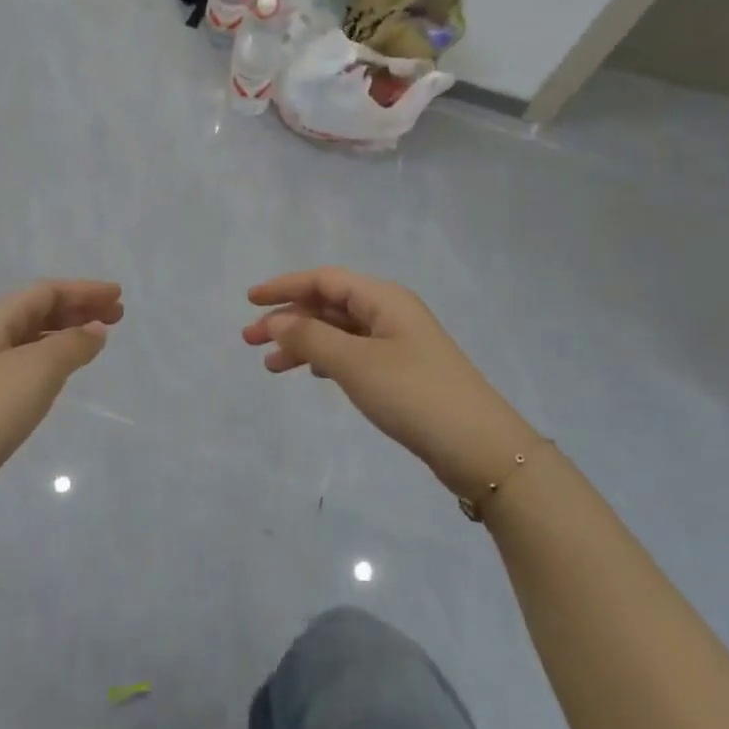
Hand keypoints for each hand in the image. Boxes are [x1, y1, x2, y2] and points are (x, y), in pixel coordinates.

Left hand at [0, 280, 122, 542]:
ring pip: (27, 341)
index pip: (44, 292)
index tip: (117, 296)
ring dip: (63, 335)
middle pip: (35, 313)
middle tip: (115, 318)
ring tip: (93, 344)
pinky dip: (47, 362)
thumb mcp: (38, 370)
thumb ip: (72, 344)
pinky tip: (58, 377)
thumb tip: (96, 330)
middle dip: (76, 310)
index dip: (83, 290)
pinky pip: (19, 368)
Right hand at [244, 268, 543, 498]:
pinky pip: (353, 352)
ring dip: (303, 342)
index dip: (284, 287)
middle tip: (249, 341)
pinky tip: (311, 373)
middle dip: (288, 318)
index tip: (249, 301)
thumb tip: (276, 321)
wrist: (480, 448)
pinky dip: (326, 358)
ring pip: (339, 331)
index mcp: (383, 298)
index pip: (324, 279)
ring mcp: (398, 342)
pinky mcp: (402, 371)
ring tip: (270, 367)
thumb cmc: (414, 394)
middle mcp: (390, 312)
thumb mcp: (355, 363)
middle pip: (329, 304)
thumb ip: (310, 338)